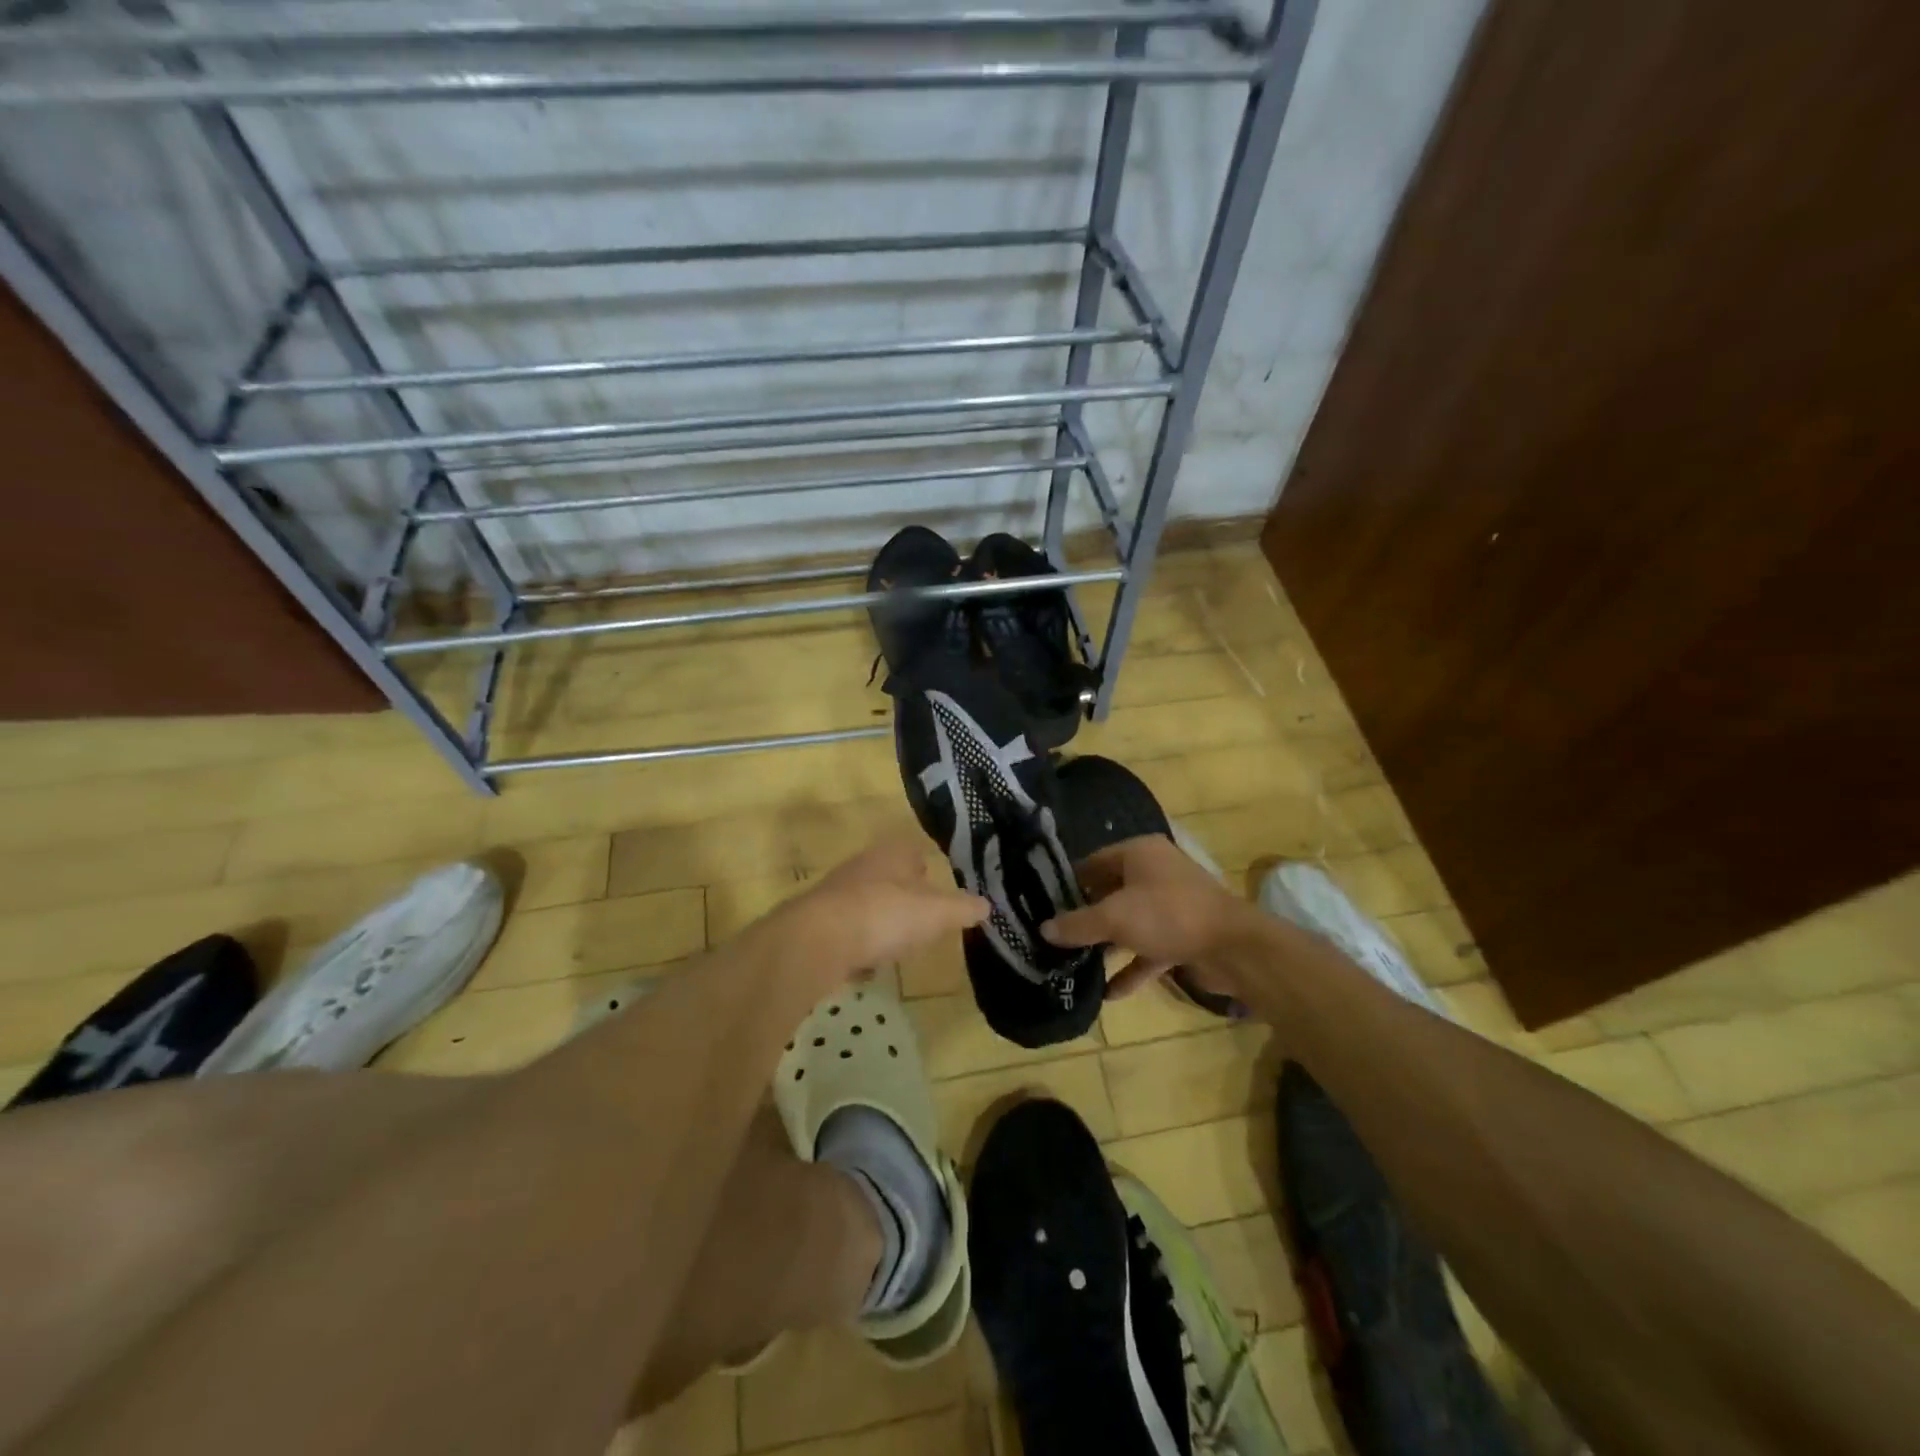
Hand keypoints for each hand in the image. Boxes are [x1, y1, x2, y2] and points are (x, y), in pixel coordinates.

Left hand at [773, 831, 987, 986]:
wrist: (818, 941)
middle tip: (920, 916)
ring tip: (896, 942)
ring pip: (865, 901)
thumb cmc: (886, 915)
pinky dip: (858, 944)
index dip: (925, 865)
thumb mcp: (937, 913)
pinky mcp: (816, 924)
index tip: (935, 882)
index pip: (912, 850)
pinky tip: (866, 965)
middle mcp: (862, 866)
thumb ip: (963, 908)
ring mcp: (836, 894)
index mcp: (892, 855)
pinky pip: (846, 931)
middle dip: (902, 893)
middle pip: (887, 875)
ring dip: (879, 919)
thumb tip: (986, 906)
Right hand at [1041, 835, 1250, 999]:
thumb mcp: (1115, 918)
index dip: (1068, 883)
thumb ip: (1077, 924)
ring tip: (1076, 965)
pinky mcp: (1184, 934)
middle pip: (1110, 893)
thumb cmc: (1168, 915)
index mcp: (1139, 853)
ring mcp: (1172, 905)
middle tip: (1055, 937)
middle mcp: (1155, 873)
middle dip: (1085, 918)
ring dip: (1107, 945)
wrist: (1234, 947)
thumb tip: (1043, 929)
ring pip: (1130, 923)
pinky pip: (1149, 948)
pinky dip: (1132, 967)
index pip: (1093, 862)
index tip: (1044, 905)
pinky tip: (1110, 993)